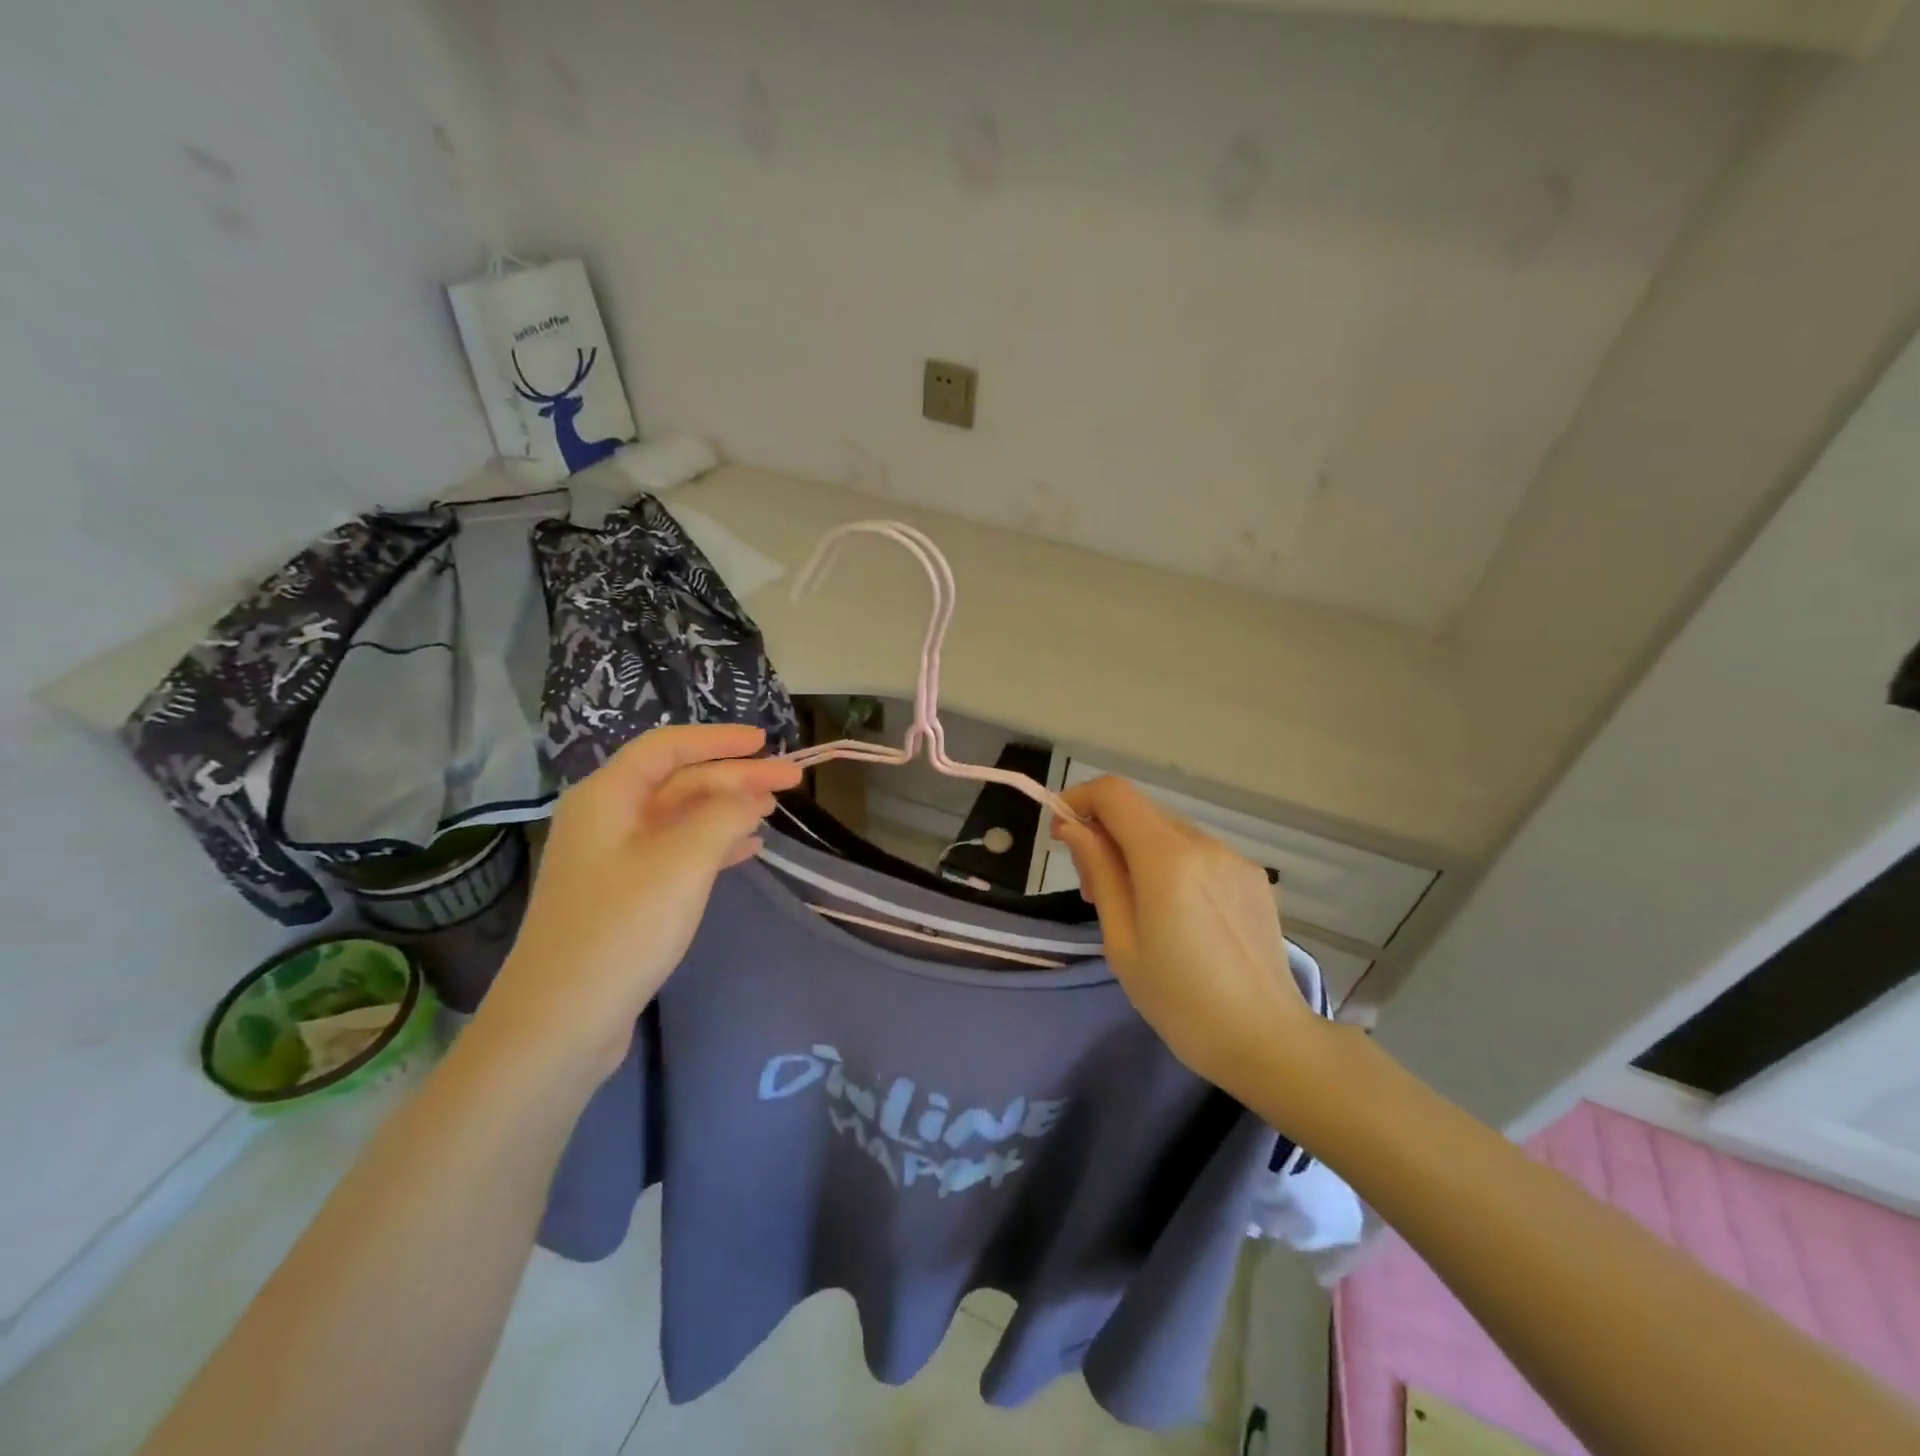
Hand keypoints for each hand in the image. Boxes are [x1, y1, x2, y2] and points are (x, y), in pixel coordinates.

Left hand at [476, 724, 801, 1081]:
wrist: (561, 1019)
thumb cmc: (622, 927)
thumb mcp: (683, 862)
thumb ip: (723, 816)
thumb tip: (749, 796)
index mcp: (608, 796)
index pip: (668, 747)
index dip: (719, 740)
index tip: (767, 742)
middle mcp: (607, 818)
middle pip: (679, 782)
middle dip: (736, 778)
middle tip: (791, 781)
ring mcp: (614, 859)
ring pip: (681, 818)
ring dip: (728, 810)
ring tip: (774, 810)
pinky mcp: (624, 894)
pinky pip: (677, 852)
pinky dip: (714, 845)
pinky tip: (747, 849)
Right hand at [1052, 777, 1329, 1103]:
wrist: (1266, 1040)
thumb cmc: (1180, 1001)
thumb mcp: (1122, 941)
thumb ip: (1099, 873)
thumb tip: (1073, 828)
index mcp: (1167, 859)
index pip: (1115, 793)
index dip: (1080, 800)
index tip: (1061, 834)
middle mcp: (1203, 844)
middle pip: (1140, 811)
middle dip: (1105, 833)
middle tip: (1092, 889)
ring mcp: (1233, 857)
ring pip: (1168, 831)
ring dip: (1138, 850)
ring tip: (1135, 907)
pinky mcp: (1252, 875)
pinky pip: (1198, 853)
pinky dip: (1172, 864)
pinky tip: (1178, 914)